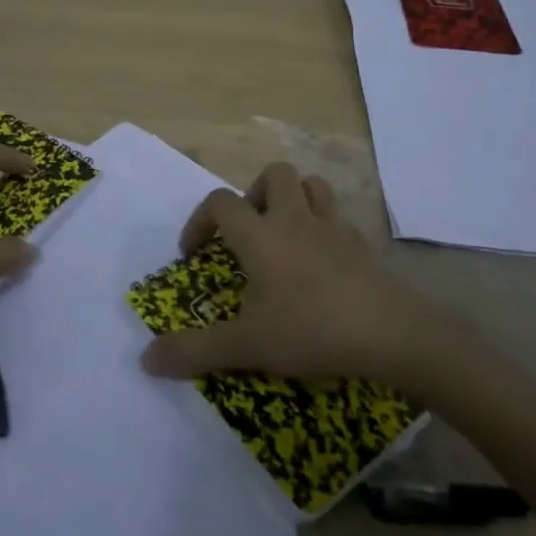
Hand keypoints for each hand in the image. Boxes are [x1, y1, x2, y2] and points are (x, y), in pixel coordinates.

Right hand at [140, 162, 435, 385]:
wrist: (389, 333)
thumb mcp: (246, 345)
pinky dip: (326, 228)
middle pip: (273, 175)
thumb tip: (146, 360)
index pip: (220, 202)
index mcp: (261, 235)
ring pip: (313, 186)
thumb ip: (195, 351)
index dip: (200, 221)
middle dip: (254, 194)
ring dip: (294, 199)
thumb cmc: (309, 329)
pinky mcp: (363, 246)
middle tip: (248, 233)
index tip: (195, 254)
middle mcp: (295, 219)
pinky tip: (323, 261)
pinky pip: (340, 219)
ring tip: (284, 234)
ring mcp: (334, 228)